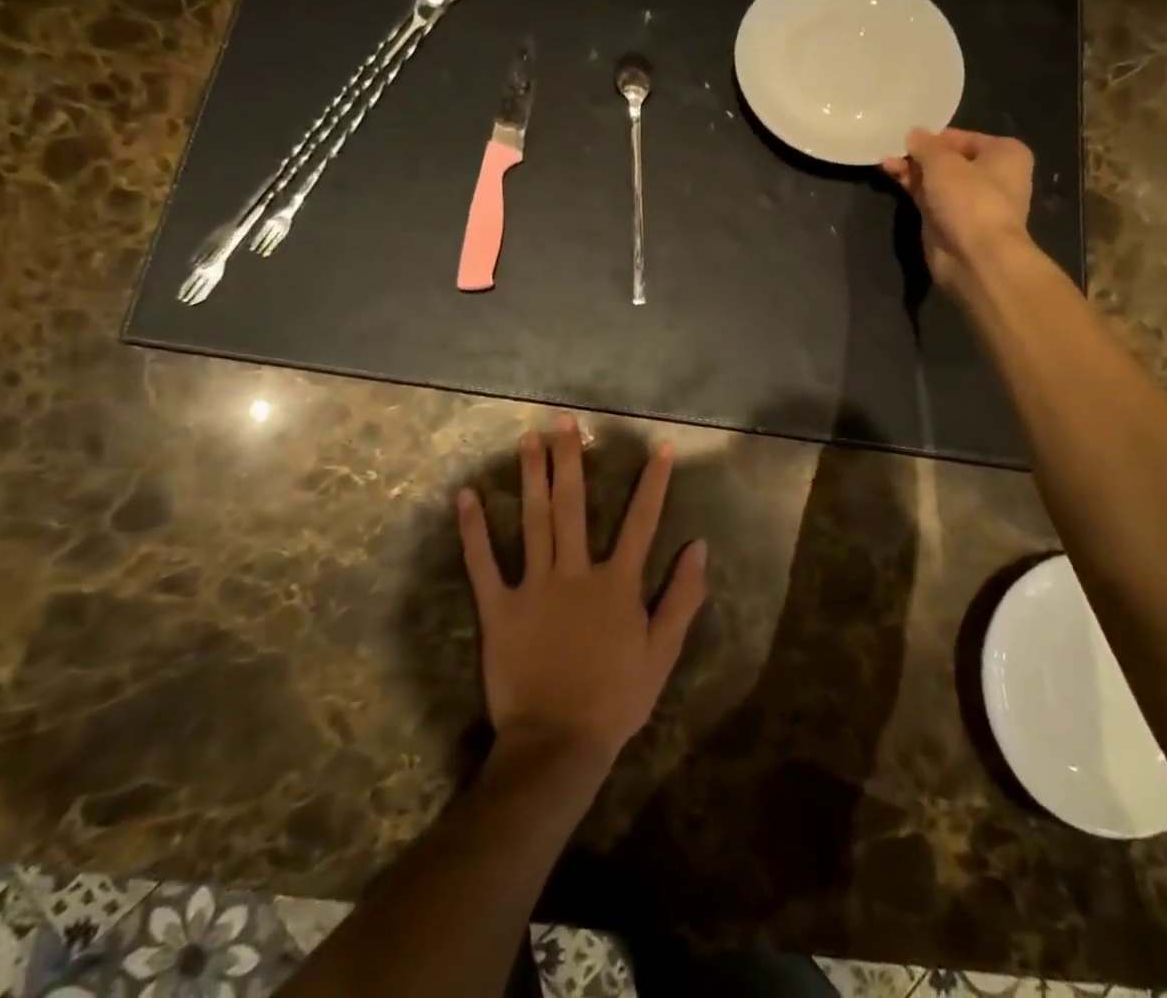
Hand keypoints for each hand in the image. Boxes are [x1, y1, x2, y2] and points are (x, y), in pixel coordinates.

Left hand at [458, 415, 708, 774]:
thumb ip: (682, 598)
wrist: (558, 745)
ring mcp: (534, 587)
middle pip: (573, 506)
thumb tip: (699, 547)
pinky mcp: (500, 608)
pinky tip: (467, 496)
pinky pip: (484, 563)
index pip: (641, 522)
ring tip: (528, 438)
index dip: (654, 483)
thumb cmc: (615, 699)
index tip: (661, 446)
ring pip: (533, 521)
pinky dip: (474, 529)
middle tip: (563, 420)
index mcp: (617, 583)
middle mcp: (576, 572)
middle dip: (569, 459)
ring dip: (531, 477)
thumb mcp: (662, 653)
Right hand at [882, 129, 1036, 290]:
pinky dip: (912, 187)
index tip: (905, 134)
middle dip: (919, 154)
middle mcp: (992, 175)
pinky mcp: (951, 221)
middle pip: (948, 158)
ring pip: (936, 179)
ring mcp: (970, 201)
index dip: (932, 136)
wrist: (975, 257)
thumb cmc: (969, 199)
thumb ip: (925, 145)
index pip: (962, 137)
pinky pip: (929, 197)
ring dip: (912, 170)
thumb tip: (913, 133)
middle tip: (890, 147)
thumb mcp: (943, 162)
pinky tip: (891, 175)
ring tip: (884, 161)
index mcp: (1004, 153)